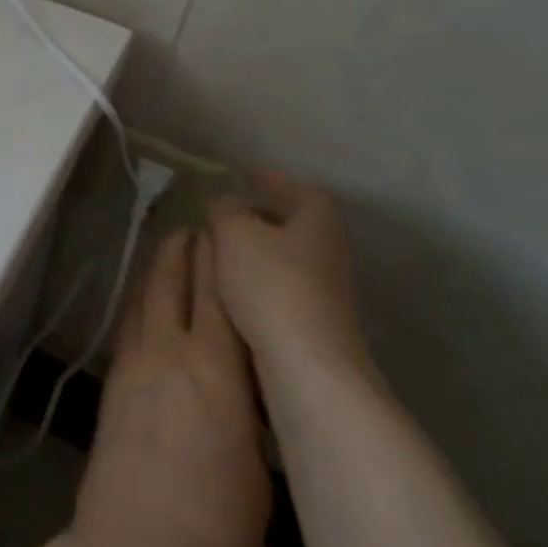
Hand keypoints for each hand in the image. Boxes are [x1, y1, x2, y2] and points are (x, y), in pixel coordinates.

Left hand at [61, 228, 269, 546]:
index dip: (220, 257)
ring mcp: (135, 363)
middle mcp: (170, 350)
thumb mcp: (258, 463)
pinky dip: (140, 299)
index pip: (219, 294)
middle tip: (195, 225)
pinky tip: (144, 298)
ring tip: (169, 247)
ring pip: (146, 296)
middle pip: (175, 282)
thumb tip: (242, 382)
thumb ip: (249, 408)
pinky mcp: (113, 382)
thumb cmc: (216, 525)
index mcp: (216, 368)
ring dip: (157, 266)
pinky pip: (130, 322)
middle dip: (185, 249)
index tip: (225, 229)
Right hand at [208, 172, 377, 405]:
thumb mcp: (234, 233)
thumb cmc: (271, 283)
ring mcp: (326, 290)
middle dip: (258, 219)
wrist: (306, 366)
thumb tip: (225, 204)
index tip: (245, 181)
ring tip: (217, 255)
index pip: (299, 188)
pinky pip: (281, 290)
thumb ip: (225, 210)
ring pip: (284, 259)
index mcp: (318, 217)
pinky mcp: (315, 324)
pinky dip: (257, 285)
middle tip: (221, 218)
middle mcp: (330, 249)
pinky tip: (230, 293)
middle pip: (293, 224)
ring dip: (255, 255)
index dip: (272, 182)